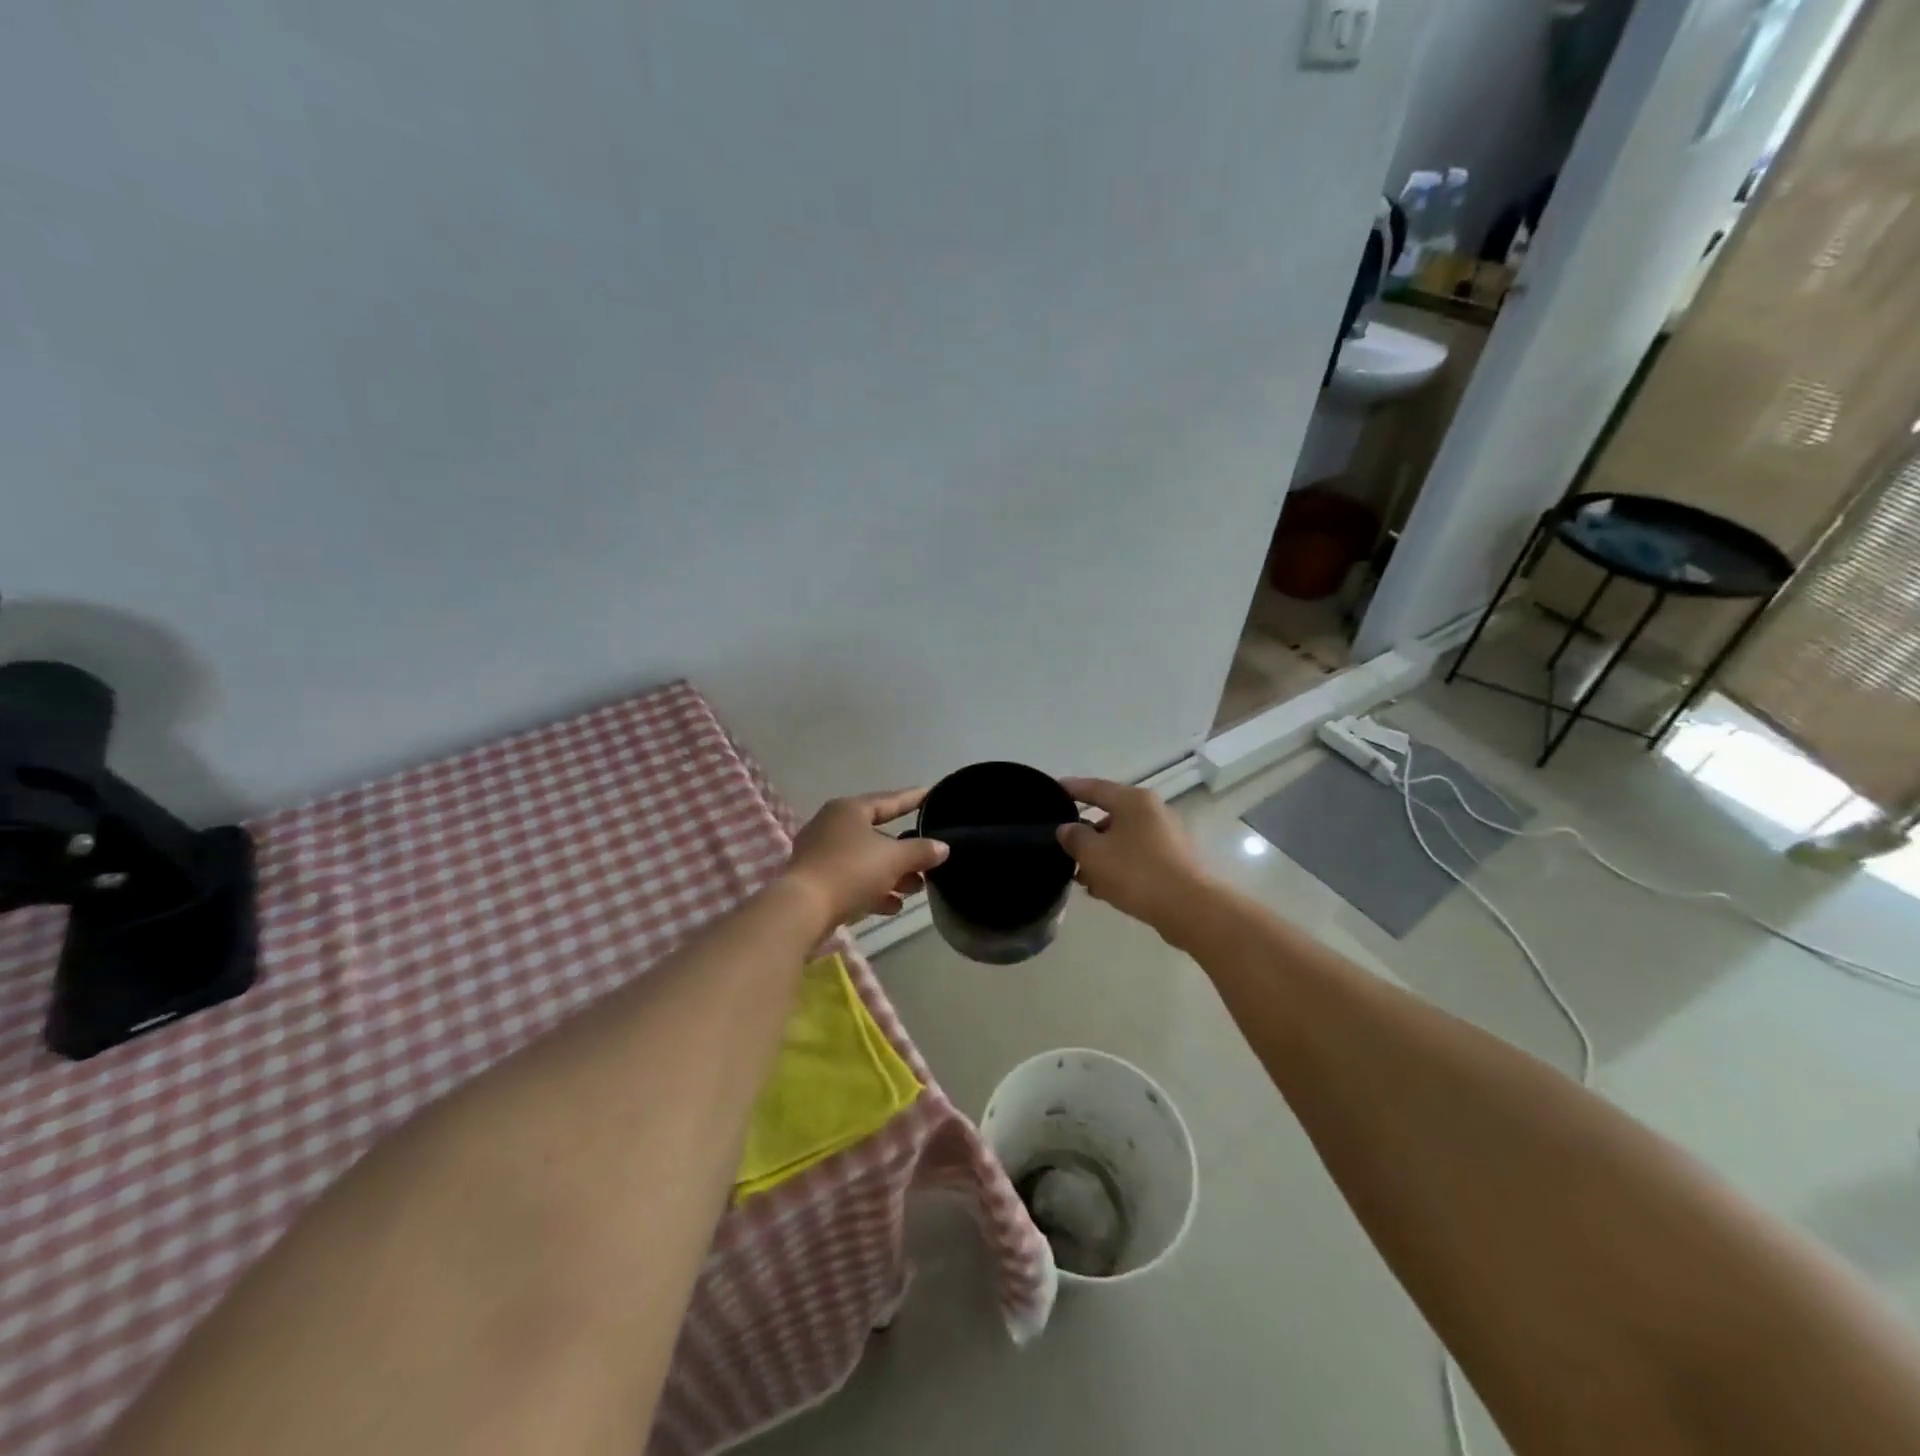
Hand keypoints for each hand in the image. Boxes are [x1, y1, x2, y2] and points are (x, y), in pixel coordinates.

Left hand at [783, 789, 949, 930]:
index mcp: (849, 810)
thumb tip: (942, 847)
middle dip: (905, 852)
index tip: (932, 795)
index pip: (890, 800)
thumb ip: (921, 851)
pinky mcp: (815, 879)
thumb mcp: (894, 859)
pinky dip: (873, 889)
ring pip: (865, 859)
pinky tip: (892, 906)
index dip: (913, 799)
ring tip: (915, 889)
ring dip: (892, 874)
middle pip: (878, 834)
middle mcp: (832, 824)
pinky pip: (852, 878)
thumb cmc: (851, 871)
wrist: (803, 909)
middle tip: (928, 862)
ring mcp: (820, 852)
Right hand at [1057, 777, 1215, 936]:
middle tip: (1064, 847)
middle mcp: (1153, 812)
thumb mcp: (1094, 854)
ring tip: (1081, 877)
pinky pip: (1137, 858)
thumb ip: (1074, 837)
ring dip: (1101, 855)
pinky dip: (1119, 867)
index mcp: (1133, 800)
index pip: (1095, 787)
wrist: (1191, 908)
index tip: (1052, 789)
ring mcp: (1167, 837)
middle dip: (1085, 833)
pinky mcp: (1174, 861)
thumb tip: (1067, 829)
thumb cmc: (1137, 873)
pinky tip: (1104, 889)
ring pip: (1123, 840)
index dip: (1071, 789)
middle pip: (1110, 815)